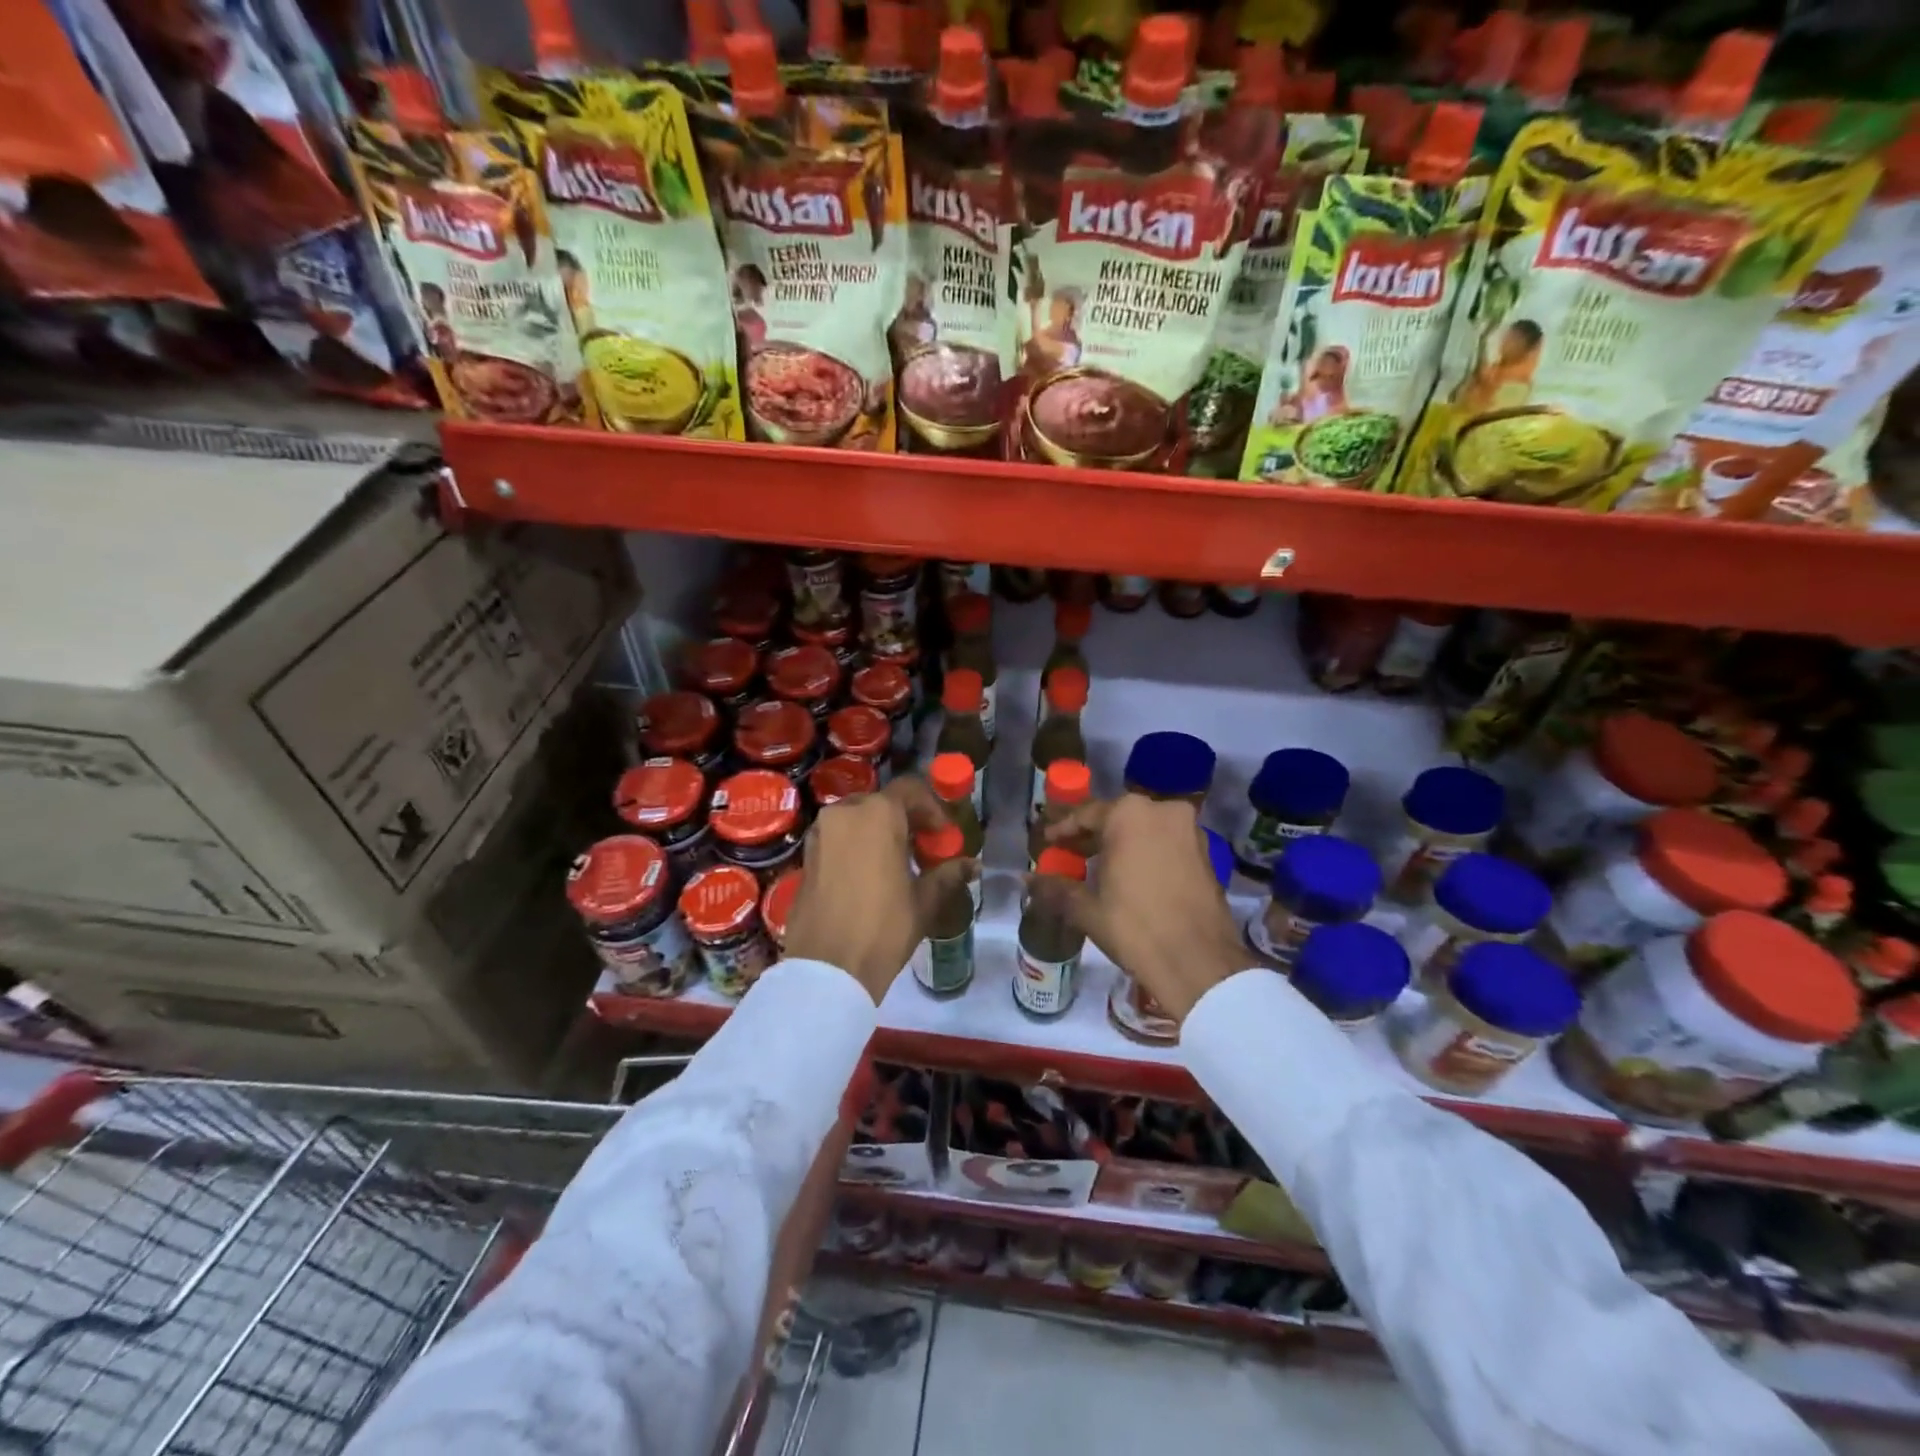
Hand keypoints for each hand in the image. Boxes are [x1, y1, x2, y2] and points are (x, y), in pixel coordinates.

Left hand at [784, 775, 975, 1003]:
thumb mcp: (924, 900)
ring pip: (857, 819)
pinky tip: (869, 877)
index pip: (910, 790)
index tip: (943, 836)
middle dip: (905, 820)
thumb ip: (948, 874)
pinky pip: (838, 837)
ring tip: (897, 865)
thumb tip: (973, 865)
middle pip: (882, 803)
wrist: (827, 968)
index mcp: (878, 814)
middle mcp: (845, 812)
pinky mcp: (806, 856)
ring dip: (879, 832)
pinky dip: (856, 845)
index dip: (932, 809)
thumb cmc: (883, 927)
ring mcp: (820, 833)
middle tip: (922, 849)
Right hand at [1044, 795, 1248, 1023]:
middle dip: (1093, 837)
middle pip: (1117, 819)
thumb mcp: (1087, 908)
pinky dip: (1145, 854)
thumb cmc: (1135, 927)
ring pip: (1144, 830)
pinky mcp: (1206, 854)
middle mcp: (1163, 811)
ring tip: (1097, 869)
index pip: (1086, 815)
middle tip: (1070, 855)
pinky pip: (1165, 844)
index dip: (1063, 831)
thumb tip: (1026, 879)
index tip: (1048, 843)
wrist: (1198, 963)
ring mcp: (1189, 831)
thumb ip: (1055, 887)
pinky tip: (1129, 878)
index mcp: (1130, 814)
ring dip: (1120, 845)